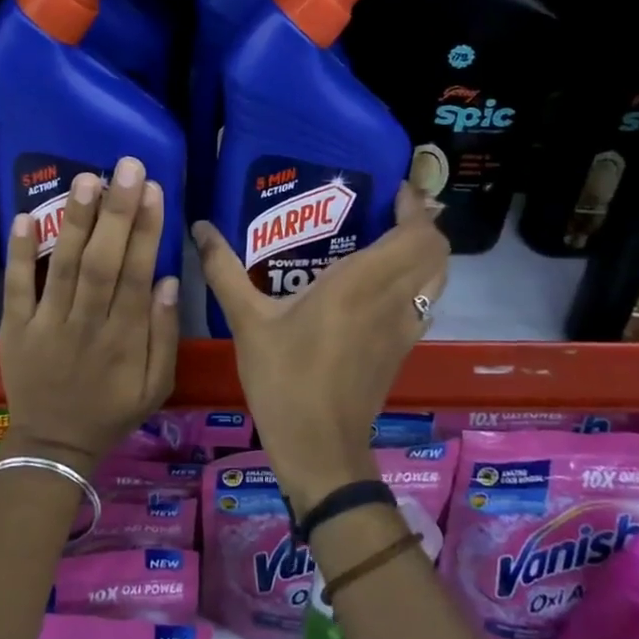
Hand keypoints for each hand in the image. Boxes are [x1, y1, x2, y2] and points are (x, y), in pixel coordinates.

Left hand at [0, 157, 178, 470]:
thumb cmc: (111, 412)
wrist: (53, 445)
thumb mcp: (155, 386)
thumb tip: (167, 280)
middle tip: (126, 166)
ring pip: (64, 267)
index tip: (153, 190)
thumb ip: (164, 335)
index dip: (146, 231)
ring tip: (86, 178)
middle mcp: (86, 324)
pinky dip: (19, 253)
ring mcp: (46, 324)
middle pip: (103, 262)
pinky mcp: (14, 327)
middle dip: (116, 212)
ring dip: (75, 221)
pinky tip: (25, 216)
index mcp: (124, 339)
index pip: (136, 274)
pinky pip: (16, 287)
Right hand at [195, 183, 448, 514]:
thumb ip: (224, 270)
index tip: (391, 190)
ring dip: (425, 252)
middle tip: (386, 211)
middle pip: (437, 250)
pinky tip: (382, 284)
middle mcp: (393, 299)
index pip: (416, 234)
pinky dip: (418, 281)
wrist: (319, 448)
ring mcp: (404, 327)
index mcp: (361, 283)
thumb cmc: (284, 380)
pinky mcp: (404, 349)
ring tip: (389, 239)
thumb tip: (200, 227)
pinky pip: (426, 301)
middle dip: (422, 224)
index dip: (414, 207)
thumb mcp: (247, 322)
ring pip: (438, 277)